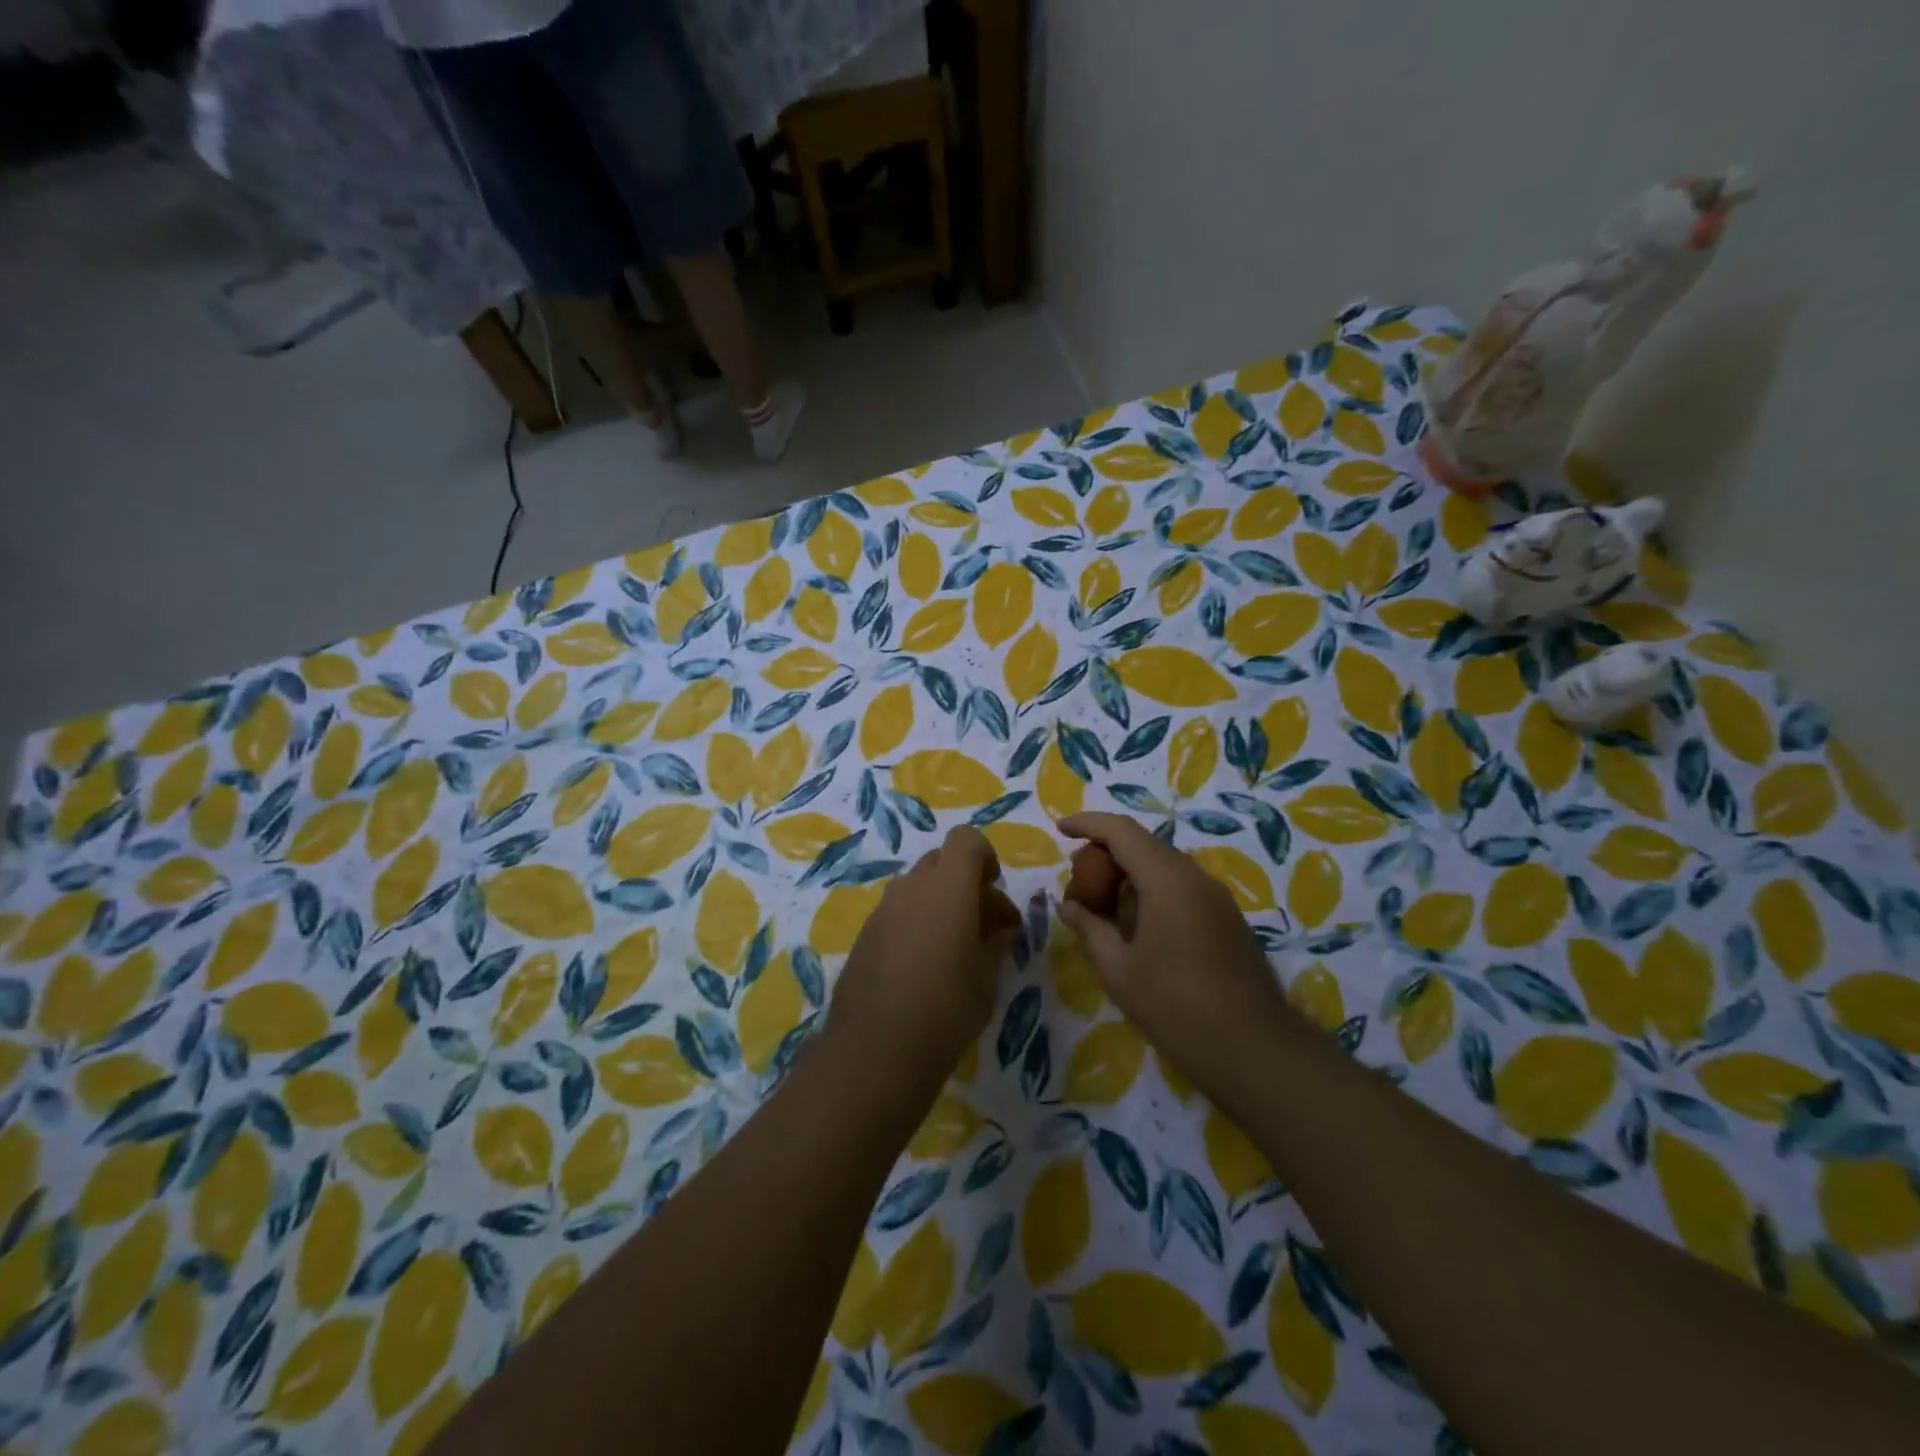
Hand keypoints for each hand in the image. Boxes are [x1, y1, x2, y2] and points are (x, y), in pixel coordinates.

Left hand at [828, 826, 1021, 1087]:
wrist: (876, 1051)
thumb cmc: (947, 1009)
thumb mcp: (987, 977)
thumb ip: (997, 942)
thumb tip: (1002, 928)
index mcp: (947, 887)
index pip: (966, 839)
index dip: (984, 857)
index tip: (994, 891)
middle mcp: (911, 887)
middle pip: (941, 861)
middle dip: (964, 882)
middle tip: (982, 924)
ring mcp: (883, 910)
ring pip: (917, 887)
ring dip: (939, 902)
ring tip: (954, 948)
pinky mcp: (864, 934)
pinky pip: (897, 911)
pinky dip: (915, 922)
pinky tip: (922, 966)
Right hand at [1057, 813, 1297, 1092]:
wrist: (1256, 1049)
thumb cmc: (1177, 1007)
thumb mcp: (1119, 970)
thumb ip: (1089, 929)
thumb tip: (1069, 905)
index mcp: (1167, 879)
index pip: (1121, 831)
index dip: (1088, 824)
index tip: (1060, 828)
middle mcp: (1195, 876)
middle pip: (1144, 845)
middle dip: (1106, 853)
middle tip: (1077, 879)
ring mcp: (1216, 897)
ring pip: (1163, 867)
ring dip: (1129, 874)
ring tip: (1102, 905)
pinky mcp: (1227, 918)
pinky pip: (1181, 887)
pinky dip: (1151, 891)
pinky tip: (1137, 926)